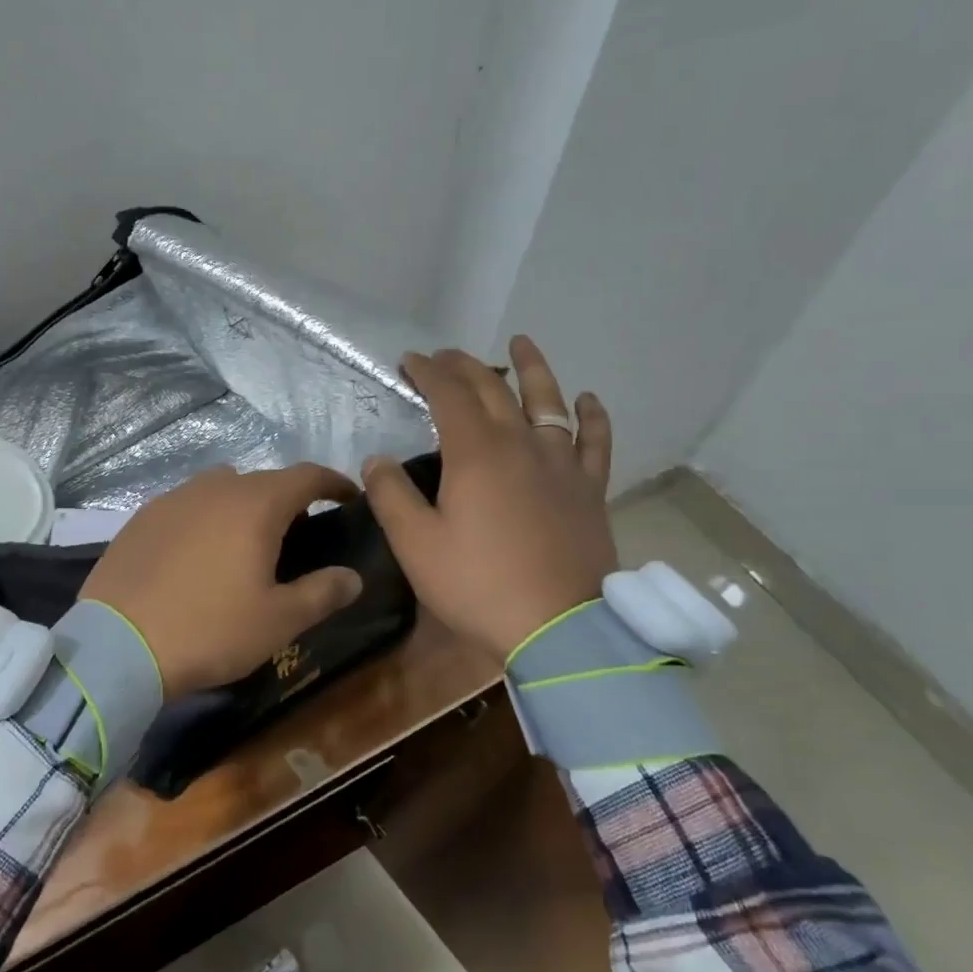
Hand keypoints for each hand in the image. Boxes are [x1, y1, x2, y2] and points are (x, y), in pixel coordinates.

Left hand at [81, 463, 364, 699]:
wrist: (118, 646)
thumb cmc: (210, 629)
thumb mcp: (278, 621)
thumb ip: (322, 593)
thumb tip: (352, 577)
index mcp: (255, 504)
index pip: (306, 476)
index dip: (333, 482)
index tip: (347, 498)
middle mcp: (214, 488)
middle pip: (262, 482)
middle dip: (286, 500)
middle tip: (297, 535)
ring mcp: (172, 500)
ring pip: (220, 490)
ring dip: (241, 507)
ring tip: (244, 544)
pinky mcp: (140, 519)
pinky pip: (186, 507)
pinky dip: (204, 520)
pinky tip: (197, 555)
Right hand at [363, 337, 616, 662]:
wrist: (558, 628)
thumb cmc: (478, 584)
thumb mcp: (416, 544)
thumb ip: (391, 495)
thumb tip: (378, 460)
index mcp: (476, 453)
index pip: (449, 395)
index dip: (428, 372)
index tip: (410, 360)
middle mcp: (521, 445)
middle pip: (494, 390)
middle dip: (465, 366)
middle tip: (446, 356)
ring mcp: (562, 465)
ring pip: (549, 402)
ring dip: (533, 369)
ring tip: (522, 343)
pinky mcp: (590, 490)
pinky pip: (595, 442)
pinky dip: (592, 416)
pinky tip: (587, 399)